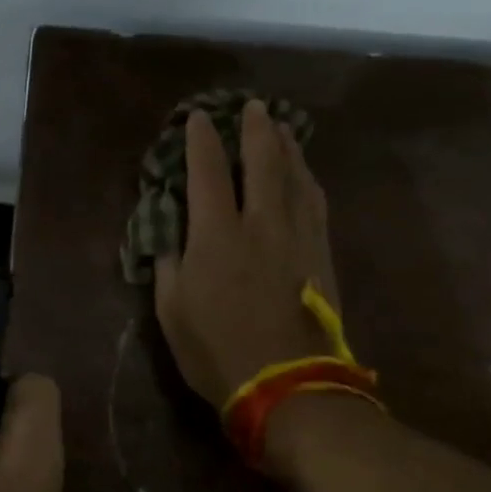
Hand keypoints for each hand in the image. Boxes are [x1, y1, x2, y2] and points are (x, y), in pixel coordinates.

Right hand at [154, 100, 341, 421]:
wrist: (288, 384)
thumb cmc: (217, 350)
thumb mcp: (171, 311)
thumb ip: (169, 264)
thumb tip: (171, 234)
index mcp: (216, 236)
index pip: (206, 173)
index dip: (201, 141)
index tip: (198, 118)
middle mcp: (260, 223)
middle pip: (262, 162)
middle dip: (255, 129)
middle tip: (252, 106)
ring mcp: (297, 237)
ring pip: (295, 177)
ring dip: (287, 146)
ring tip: (281, 127)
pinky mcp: (321, 254)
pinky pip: (315, 203)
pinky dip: (307, 179)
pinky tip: (305, 173)